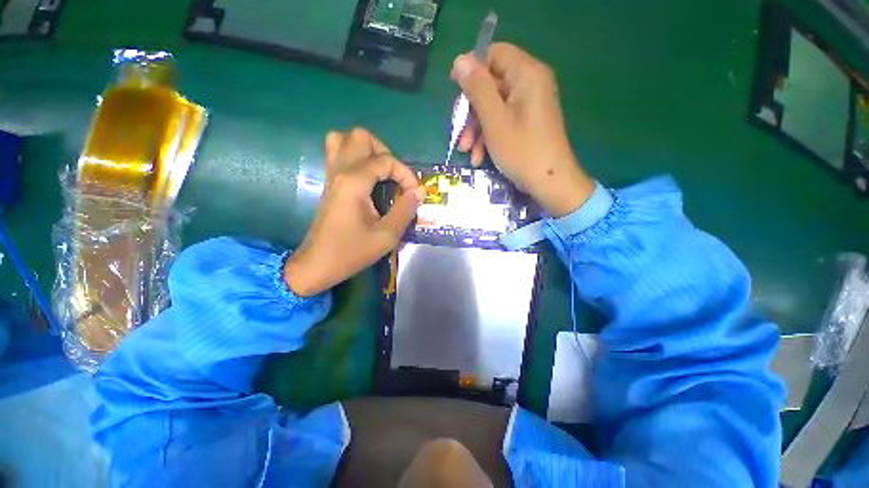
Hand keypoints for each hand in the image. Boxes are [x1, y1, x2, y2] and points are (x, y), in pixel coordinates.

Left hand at [285, 128, 423, 296]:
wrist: (318, 264)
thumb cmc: (352, 251)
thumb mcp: (387, 235)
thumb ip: (405, 210)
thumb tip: (419, 191)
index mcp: (354, 182)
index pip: (385, 160)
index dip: (406, 174)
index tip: (414, 194)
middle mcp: (340, 170)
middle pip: (361, 136)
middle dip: (385, 153)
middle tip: (395, 178)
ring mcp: (331, 174)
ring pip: (345, 139)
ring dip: (367, 150)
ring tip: (381, 173)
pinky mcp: (329, 182)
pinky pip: (338, 153)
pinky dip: (356, 157)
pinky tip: (368, 179)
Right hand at [451, 43, 594, 216]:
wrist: (550, 182)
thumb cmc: (522, 151)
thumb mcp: (494, 120)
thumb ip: (477, 88)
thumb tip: (460, 60)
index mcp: (527, 74)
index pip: (494, 54)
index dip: (471, 68)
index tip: (454, 88)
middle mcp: (530, 84)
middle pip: (491, 85)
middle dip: (471, 112)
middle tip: (461, 135)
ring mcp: (529, 105)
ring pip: (494, 107)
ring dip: (477, 129)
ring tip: (468, 152)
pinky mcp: (527, 122)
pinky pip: (503, 121)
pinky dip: (489, 136)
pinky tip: (480, 157)